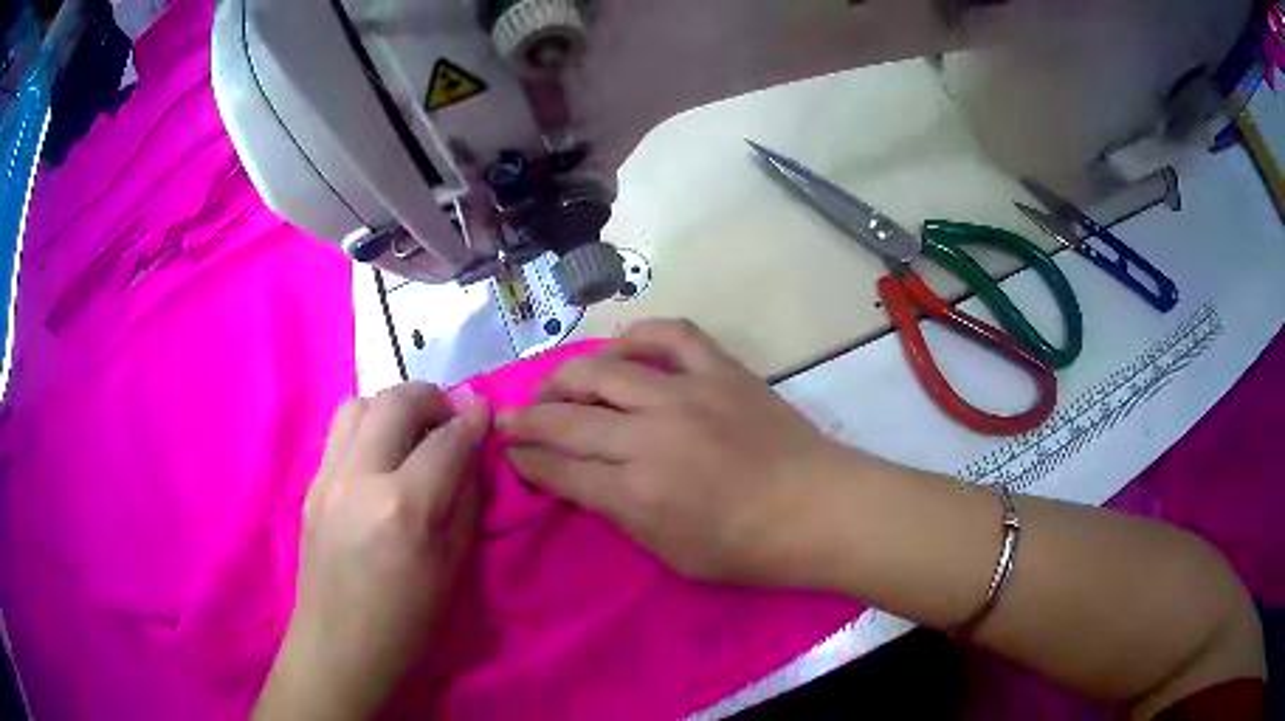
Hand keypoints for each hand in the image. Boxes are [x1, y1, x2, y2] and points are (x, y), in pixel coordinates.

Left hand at [257, 383, 488, 719]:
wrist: (339, 647)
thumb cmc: (407, 622)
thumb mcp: (453, 568)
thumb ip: (466, 503)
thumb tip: (473, 457)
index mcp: (404, 508)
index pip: (446, 440)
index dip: (473, 420)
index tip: (486, 411)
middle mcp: (360, 478)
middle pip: (396, 402)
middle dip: (431, 398)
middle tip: (448, 419)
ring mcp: (327, 478)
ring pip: (358, 404)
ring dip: (392, 407)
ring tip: (410, 433)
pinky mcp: (310, 485)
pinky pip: (340, 433)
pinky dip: (368, 428)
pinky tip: (381, 459)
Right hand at [499, 320, 860, 585]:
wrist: (817, 509)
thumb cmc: (747, 549)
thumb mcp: (670, 553)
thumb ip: (619, 514)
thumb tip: (583, 481)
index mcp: (637, 492)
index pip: (559, 470)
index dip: (527, 461)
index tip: (510, 454)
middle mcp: (649, 436)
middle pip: (566, 418)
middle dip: (525, 419)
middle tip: (508, 419)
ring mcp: (686, 394)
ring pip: (602, 369)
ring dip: (564, 376)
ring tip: (553, 385)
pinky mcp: (719, 370)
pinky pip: (671, 334)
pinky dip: (639, 334)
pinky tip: (621, 347)